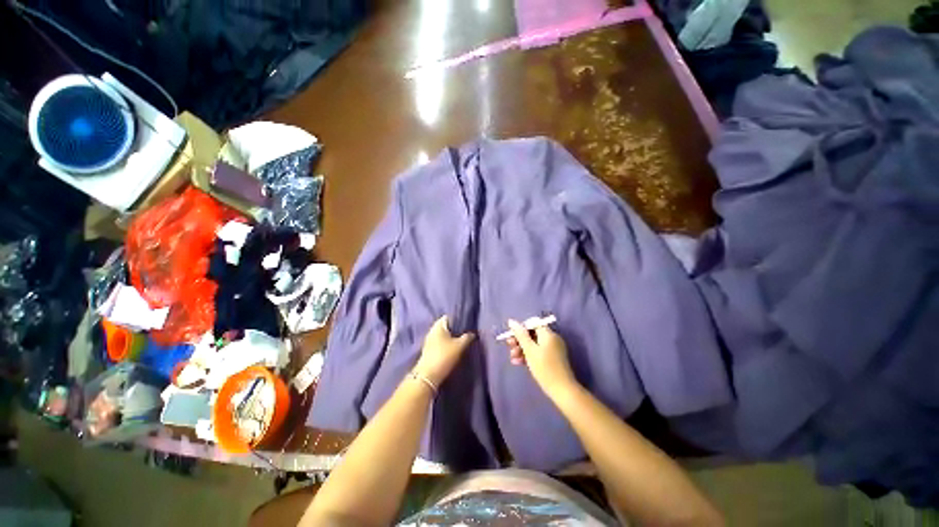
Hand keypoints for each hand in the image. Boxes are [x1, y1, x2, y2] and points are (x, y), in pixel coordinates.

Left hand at [413, 316, 474, 385]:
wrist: (428, 376)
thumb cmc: (444, 356)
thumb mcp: (459, 346)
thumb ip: (467, 338)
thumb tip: (472, 334)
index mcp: (438, 326)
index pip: (448, 317)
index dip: (457, 319)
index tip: (465, 324)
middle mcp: (432, 331)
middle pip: (445, 327)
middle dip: (454, 330)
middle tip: (465, 334)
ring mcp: (429, 341)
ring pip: (442, 336)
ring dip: (450, 339)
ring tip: (461, 343)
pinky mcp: (428, 351)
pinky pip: (439, 344)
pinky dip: (446, 345)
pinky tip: (452, 350)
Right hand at [506, 319, 577, 397]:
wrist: (562, 390)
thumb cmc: (544, 368)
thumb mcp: (529, 350)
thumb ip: (520, 335)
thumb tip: (512, 321)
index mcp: (548, 334)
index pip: (533, 324)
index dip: (521, 328)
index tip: (511, 336)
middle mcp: (552, 339)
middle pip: (532, 334)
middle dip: (519, 340)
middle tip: (510, 346)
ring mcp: (553, 349)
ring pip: (534, 344)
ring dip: (522, 349)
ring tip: (512, 358)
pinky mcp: (552, 359)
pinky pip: (538, 352)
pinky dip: (528, 355)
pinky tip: (518, 362)